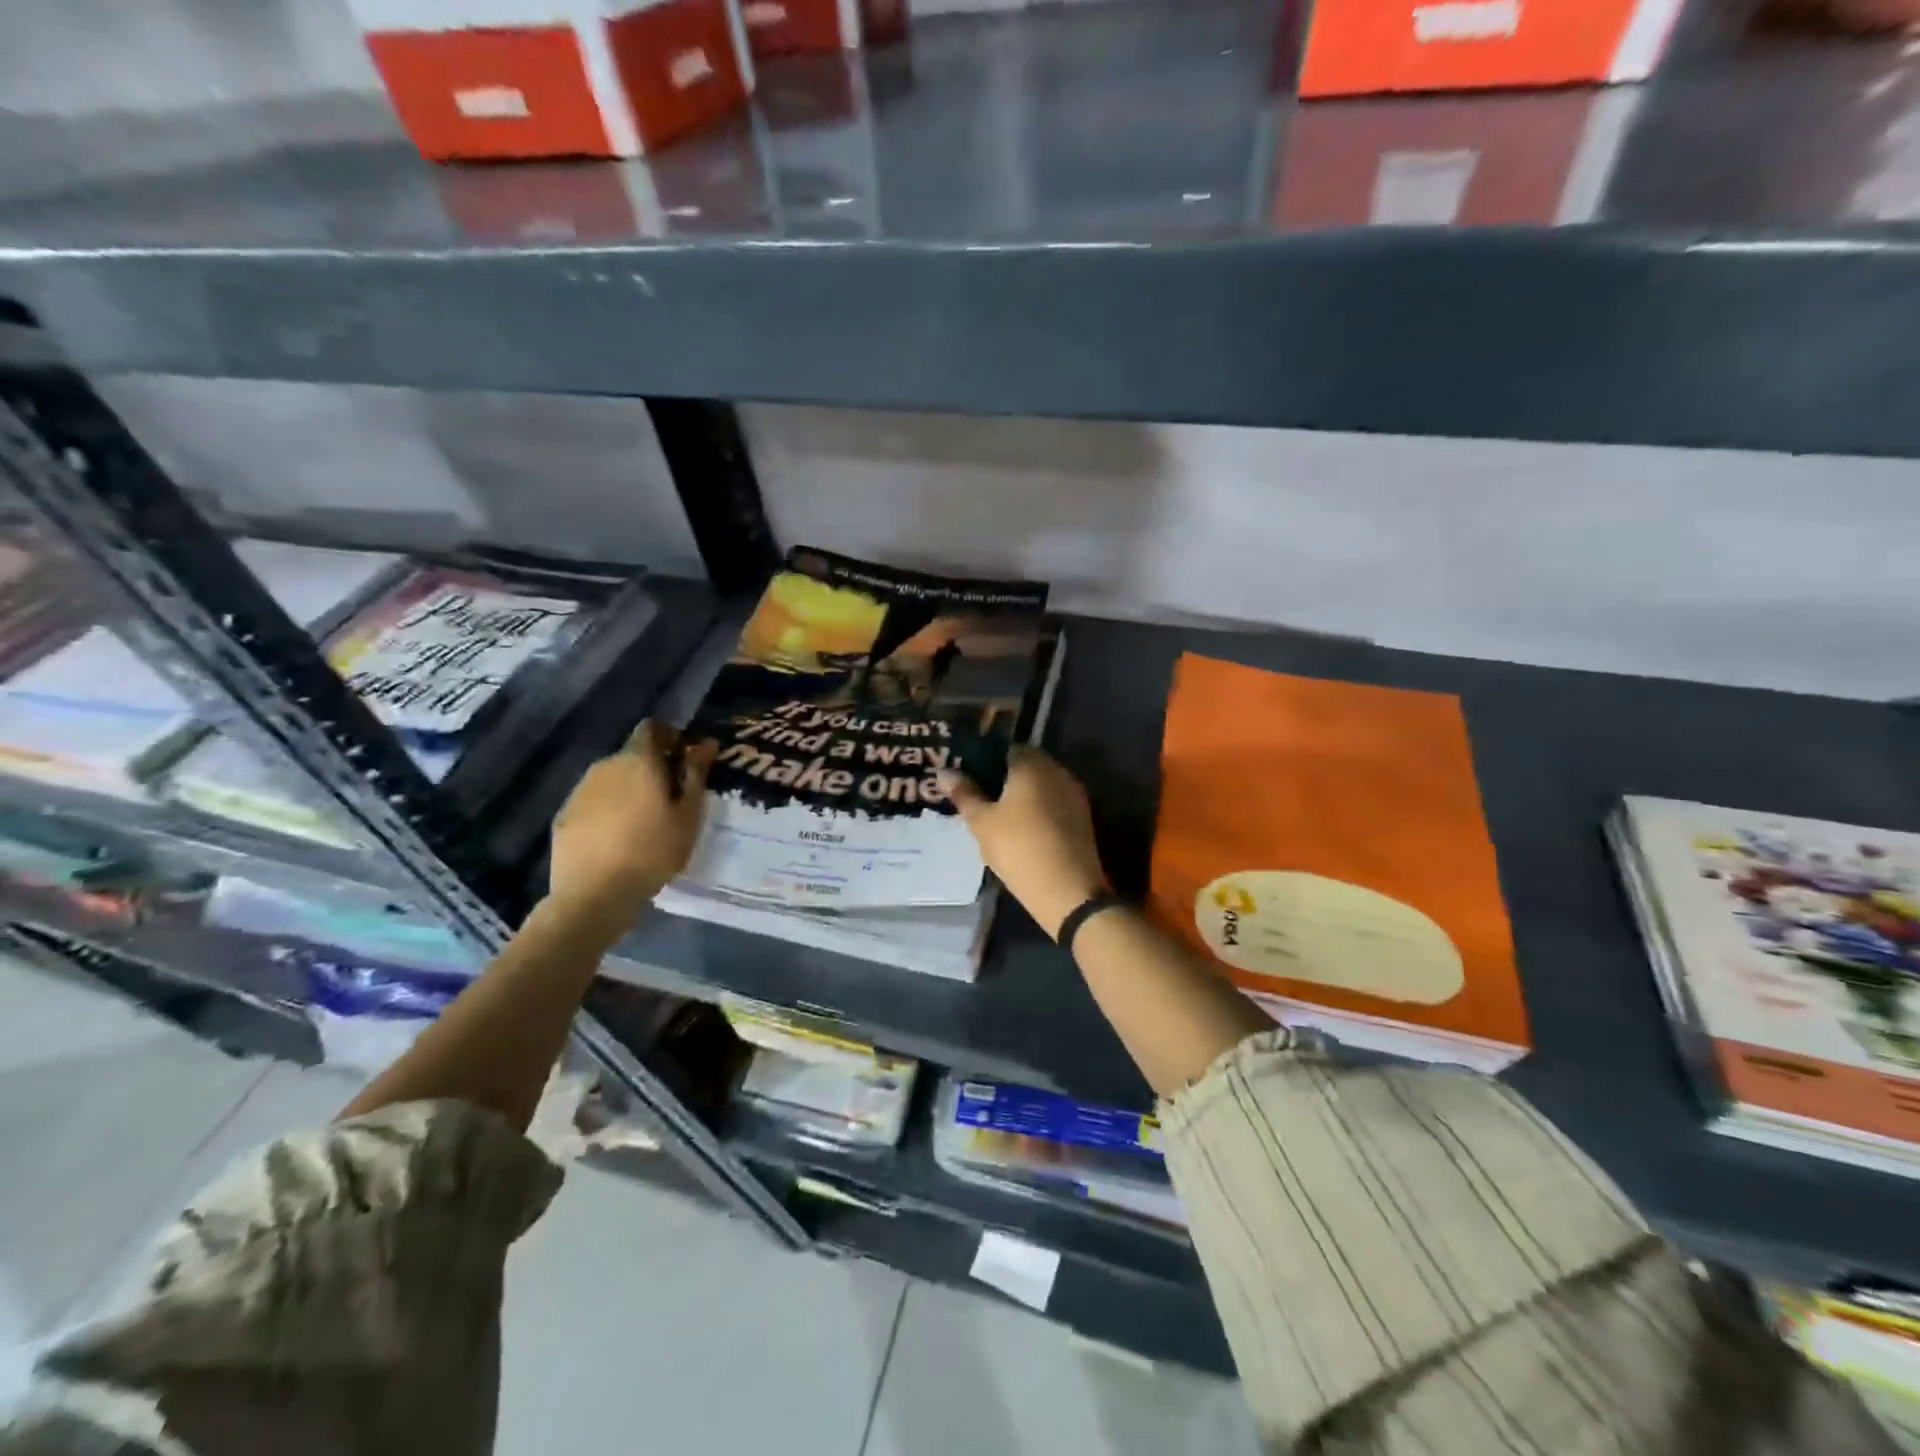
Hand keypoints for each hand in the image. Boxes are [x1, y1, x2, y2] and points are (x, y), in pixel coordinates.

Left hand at [548, 721, 715, 934]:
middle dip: (651, 768)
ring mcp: (580, 790)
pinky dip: (607, 810)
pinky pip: (593, 802)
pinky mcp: (564, 815)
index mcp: (638, 760)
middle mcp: (605, 765)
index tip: (683, 759)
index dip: (670, 737)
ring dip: (628, 790)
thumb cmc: (653, 851)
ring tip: (643, 822)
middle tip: (670, 798)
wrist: (594, 894)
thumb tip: (707, 742)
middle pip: (632, 755)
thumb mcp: (688, 814)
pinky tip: (616, 839)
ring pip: (611, 779)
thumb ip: (696, 774)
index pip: (652, 728)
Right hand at [938, 747, 1107, 939]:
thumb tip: (944, 772)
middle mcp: (1057, 771)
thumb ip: (964, 793)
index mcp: (1031, 763)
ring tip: (997, 818)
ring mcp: (1073, 794)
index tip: (967, 780)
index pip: (1004, 749)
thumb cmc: (1018, 848)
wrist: (1068, 890)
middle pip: (1025, 766)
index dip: (983, 761)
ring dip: (1021, 796)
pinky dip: (1036, 810)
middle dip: (1002, 779)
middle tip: (979, 800)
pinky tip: (1021, 831)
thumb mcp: (982, 822)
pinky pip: (1053, 803)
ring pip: (1040, 786)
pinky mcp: (1082, 818)